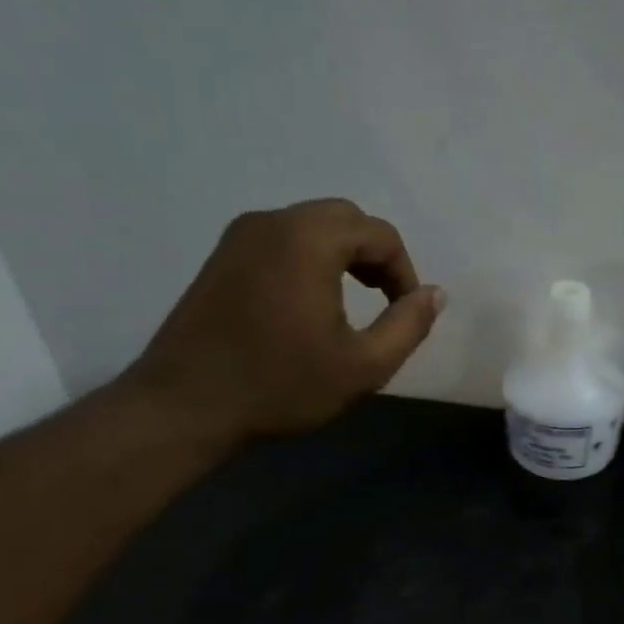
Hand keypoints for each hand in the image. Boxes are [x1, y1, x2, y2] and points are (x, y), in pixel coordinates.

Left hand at [125, 200, 443, 444]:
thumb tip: (436, 294)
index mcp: (309, 240)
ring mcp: (240, 237)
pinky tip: (309, 304)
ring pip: (310, 226)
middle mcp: (273, 222)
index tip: (406, 314)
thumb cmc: (282, 385)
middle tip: (383, 301)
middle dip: (375, 256)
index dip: (404, 273)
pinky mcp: (221, 257)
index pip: (379, 234)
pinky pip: (282, 241)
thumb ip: (409, 325)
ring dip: (342, 256)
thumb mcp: (363, 366)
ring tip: (351, 303)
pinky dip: (309, 259)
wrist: (187, 405)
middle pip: (344, 219)